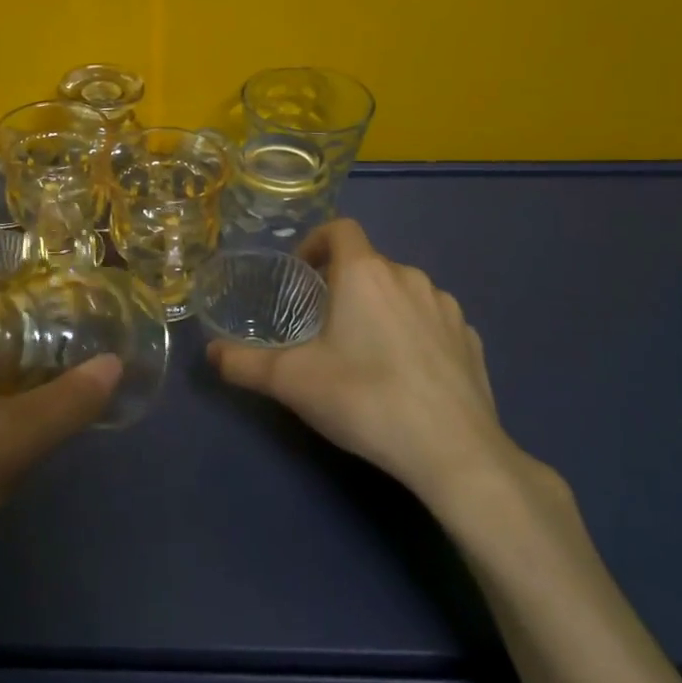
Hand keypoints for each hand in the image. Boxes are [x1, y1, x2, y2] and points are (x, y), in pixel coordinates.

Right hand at [208, 219, 520, 516]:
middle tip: (322, 324)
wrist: (454, 453)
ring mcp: (447, 308)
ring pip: (402, 291)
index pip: (340, 229)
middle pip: (368, 263)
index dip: (316, 242)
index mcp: (365, 273)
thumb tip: (210, 353)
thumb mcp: (291, 382)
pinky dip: (413, 332)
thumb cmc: (364, 399)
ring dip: (379, 306)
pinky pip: (432, 321)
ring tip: (364, 349)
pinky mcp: (471, 341)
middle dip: (343, 284)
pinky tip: (405, 373)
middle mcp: (409, 277)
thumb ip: (243, 363)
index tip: (301, 275)